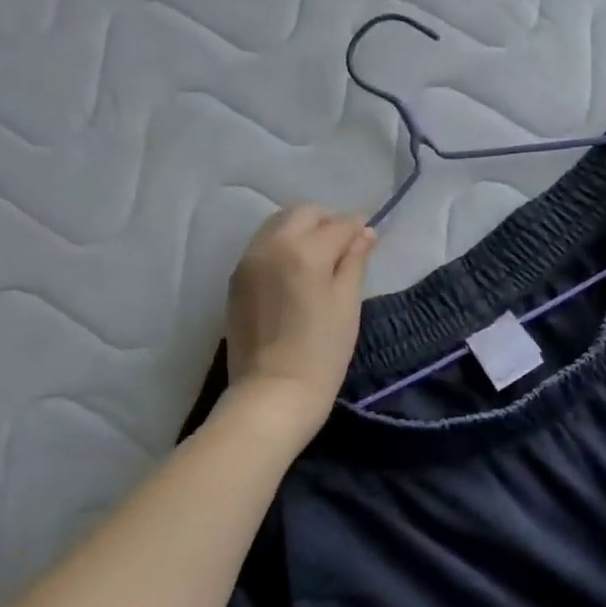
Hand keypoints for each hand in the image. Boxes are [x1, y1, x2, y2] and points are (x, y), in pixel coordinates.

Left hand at [224, 205, 374, 434]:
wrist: (272, 394)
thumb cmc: (321, 353)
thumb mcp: (347, 305)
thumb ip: (354, 261)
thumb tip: (364, 233)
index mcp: (304, 251)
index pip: (339, 223)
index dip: (358, 228)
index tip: (369, 240)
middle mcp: (271, 246)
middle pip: (303, 212)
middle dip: (328, 221)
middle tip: (345, 247)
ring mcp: (248, 261)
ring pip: (278, 224)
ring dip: (303, 230)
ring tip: (320, 259)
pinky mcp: (236, 279)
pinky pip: (263, 245)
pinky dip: (283, 245)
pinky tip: (296, 272)